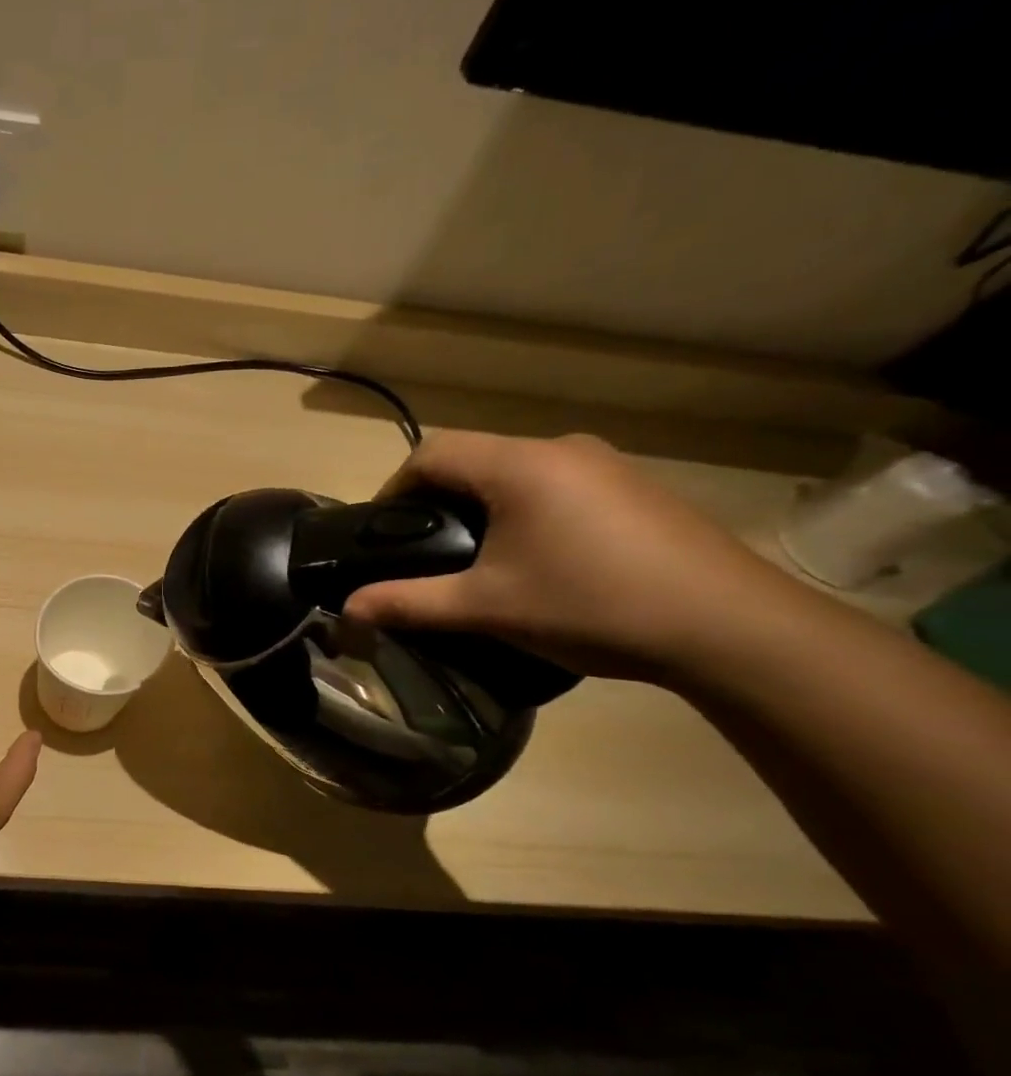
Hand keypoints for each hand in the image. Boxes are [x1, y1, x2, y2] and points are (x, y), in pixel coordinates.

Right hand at [339, 431, 805, 681]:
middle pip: (474, 458)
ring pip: (517, 472)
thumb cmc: (591, 605)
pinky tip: (540, 559)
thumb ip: (410, 602)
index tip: (383, 533)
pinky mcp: (635, 488)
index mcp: (520, 465)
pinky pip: (557, 485)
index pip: (432, 452)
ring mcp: (607, 464)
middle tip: (425, 551)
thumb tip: (347, 610)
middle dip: (437, 500)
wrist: (729, 626)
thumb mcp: (486, 607)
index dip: (395, 488)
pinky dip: (526, 511)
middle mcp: (561, 448)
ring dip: (483, 506)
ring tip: (478, 559)